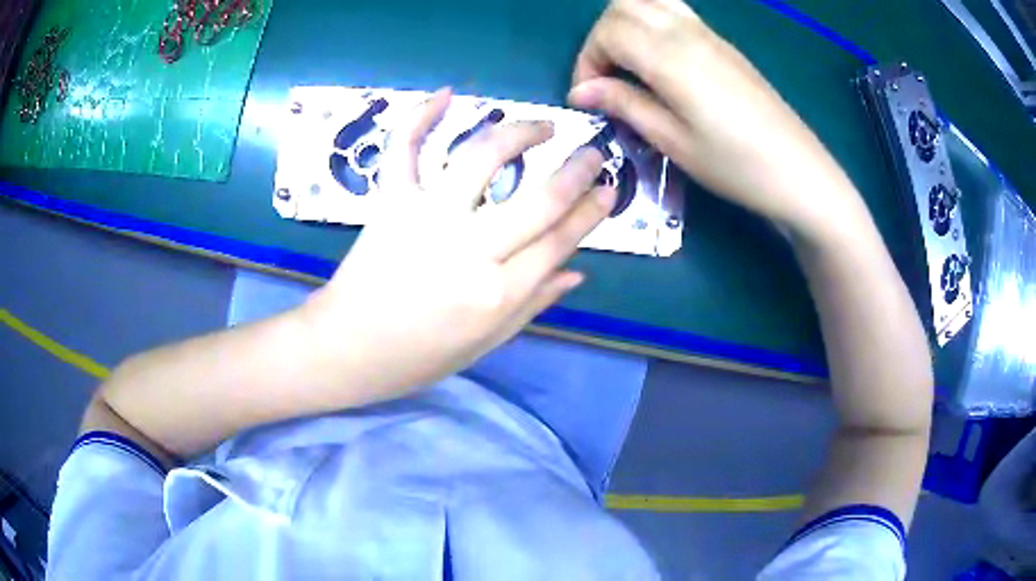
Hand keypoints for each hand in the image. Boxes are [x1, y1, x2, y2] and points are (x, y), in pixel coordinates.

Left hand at [302, 89, 615, 401]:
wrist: (345, 349)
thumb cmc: (417, 357)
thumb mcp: (485, 343)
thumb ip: (533, 304)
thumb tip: (578, 271)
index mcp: (497, 295)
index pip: (560, 240)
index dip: (591, 211)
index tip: (610, 188)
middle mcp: (468, 250)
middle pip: (539, 199)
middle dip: (577, 170)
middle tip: (594, 152)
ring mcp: (426, 218)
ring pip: (483, 158)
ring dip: (520, 132)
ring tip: (542, 126)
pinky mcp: (389, 202)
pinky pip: (405, 149)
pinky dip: (420, 116)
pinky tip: (447, 94)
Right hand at [568, 0, 871, 243]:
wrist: (798, 171)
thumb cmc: (736, 165)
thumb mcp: (673, 142)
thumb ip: (625, 105)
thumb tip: (582, 91)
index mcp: (670, 57)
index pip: (607, 32)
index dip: (587, 61)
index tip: (590, 98)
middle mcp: (686, 33)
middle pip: (622, 7)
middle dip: (601, 38)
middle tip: (606, 80)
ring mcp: (708, 34)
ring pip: (648, 2)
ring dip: (625, 25)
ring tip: (628, 64)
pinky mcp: (723, 43)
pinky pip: (675, 11)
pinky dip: (652, 23)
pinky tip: (659, 59)